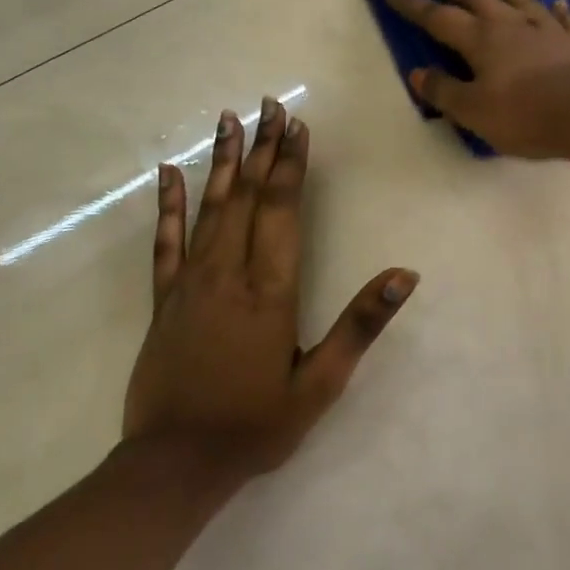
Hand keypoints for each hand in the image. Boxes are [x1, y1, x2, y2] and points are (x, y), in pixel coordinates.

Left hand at [123, 96, 417, 477]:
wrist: (176, 464)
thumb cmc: (257, 423)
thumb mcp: (322, 382)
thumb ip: (361, 324)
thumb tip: (405, 275)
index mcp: (270, 290)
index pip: (282, 209)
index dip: (291, 164)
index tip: (296, 126)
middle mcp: (229, 273)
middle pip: (248, 197)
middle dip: (263, 148)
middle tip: (269, 105)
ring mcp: (190, 283)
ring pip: (210, 208)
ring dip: (223, 162)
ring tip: (230, 120)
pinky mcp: (164, 300)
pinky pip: (166, 242)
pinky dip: (168, 205)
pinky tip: (168, 173)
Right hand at [385, 0, 569, 157]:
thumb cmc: (522, 115)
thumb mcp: (473, 111)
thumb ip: (444, 91)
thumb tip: (418, 73)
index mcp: (480, 40)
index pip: (438, 18)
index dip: (413, 4)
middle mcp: (510, 25)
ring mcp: (547, 29)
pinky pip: (565, 19)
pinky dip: (559, 10)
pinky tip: (559, 4)